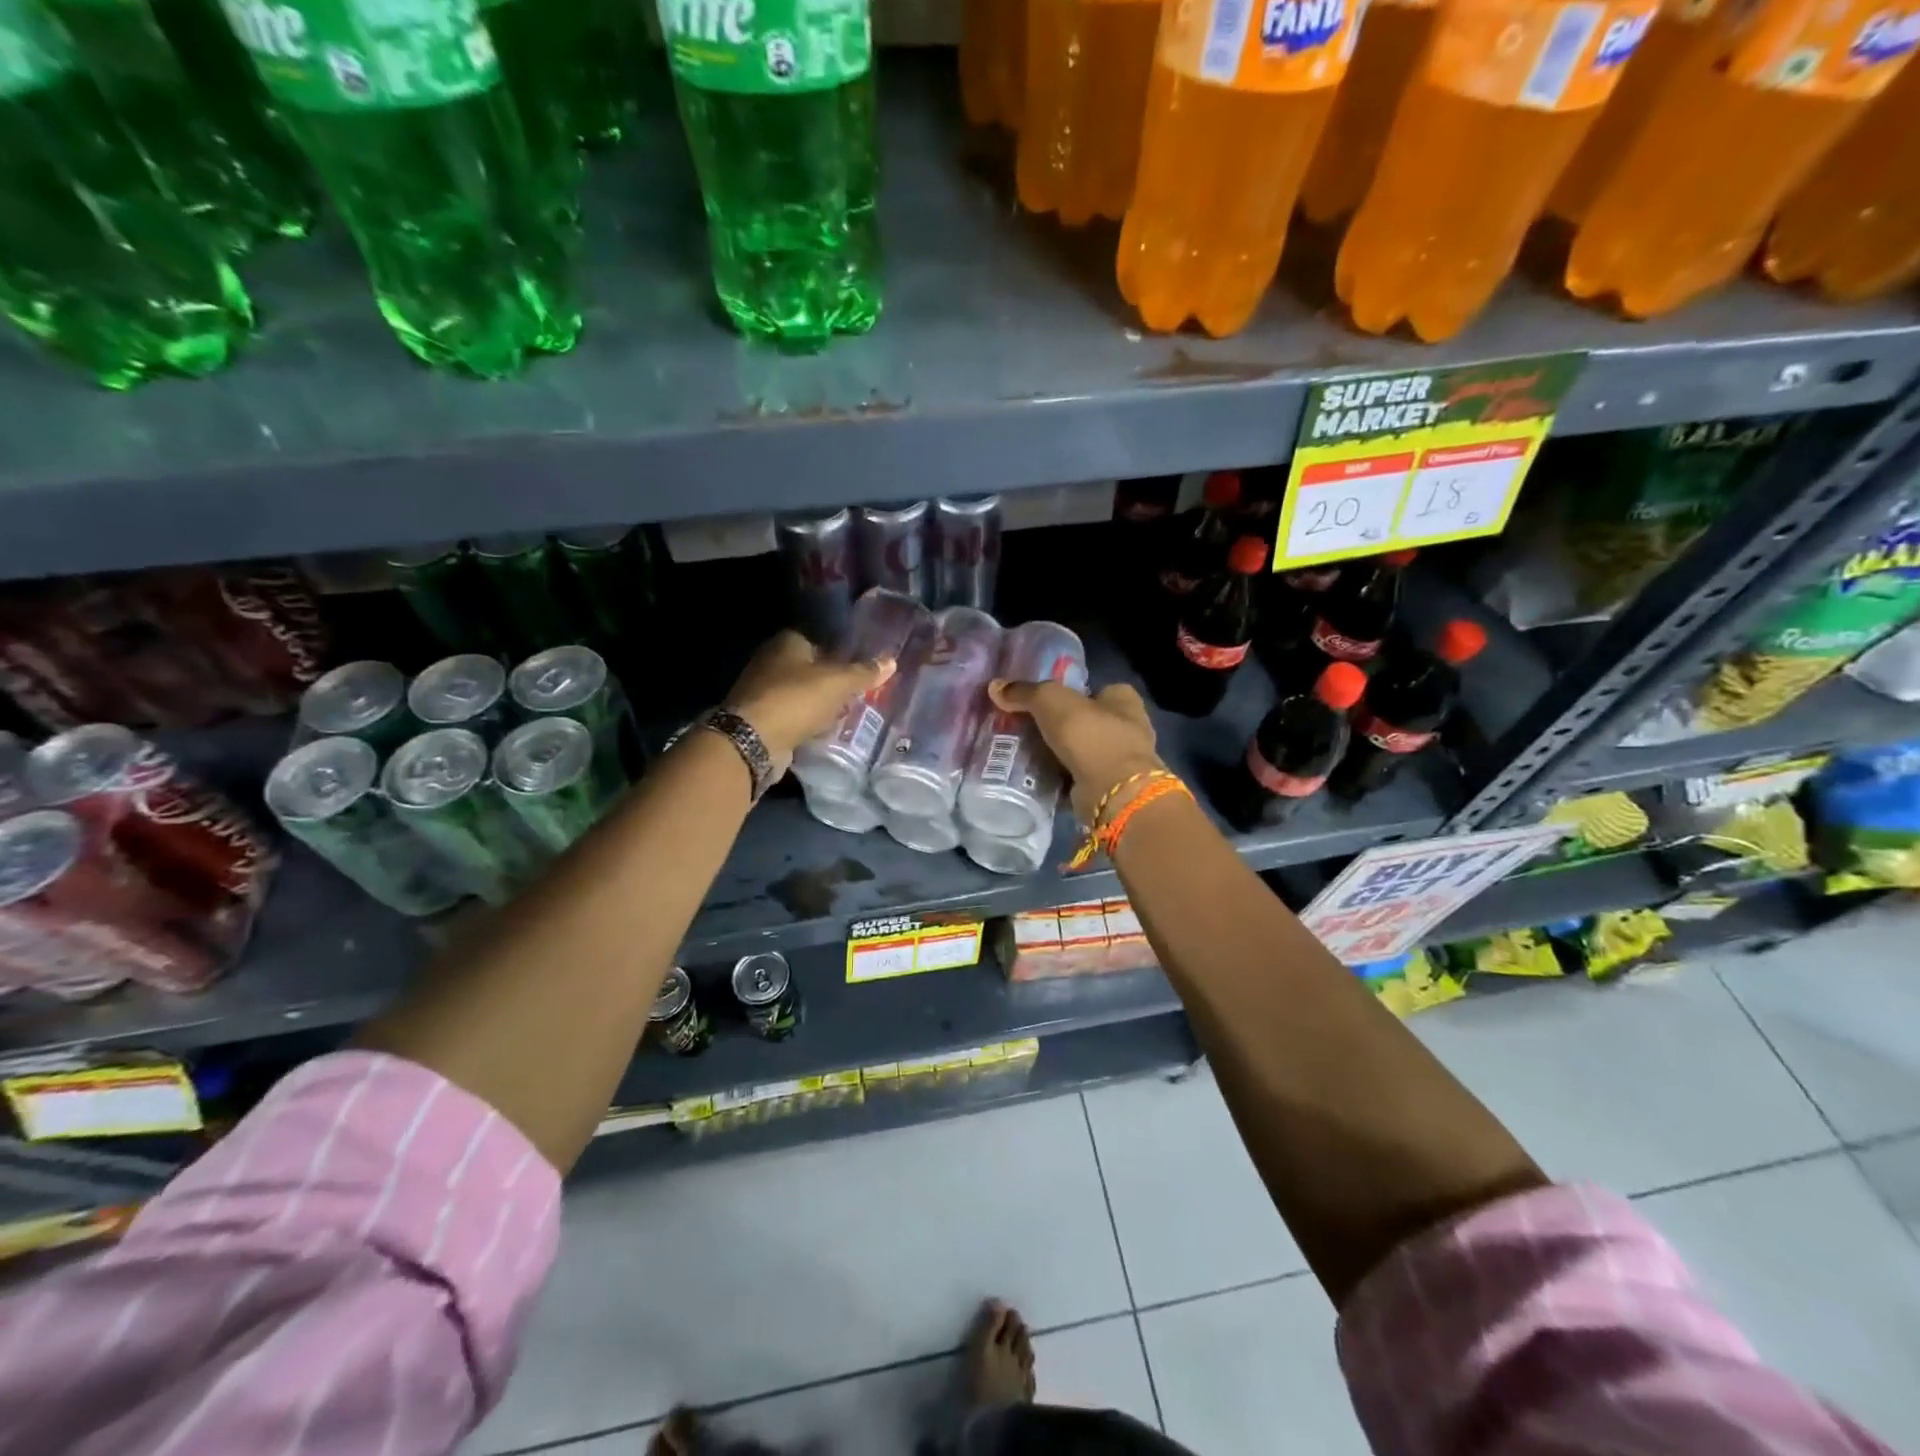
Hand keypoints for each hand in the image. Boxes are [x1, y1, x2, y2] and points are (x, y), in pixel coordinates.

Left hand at [726, 630, 893, 774]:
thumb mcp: (838, 683)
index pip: (819, 642)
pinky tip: (822, 732)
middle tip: (856, 695)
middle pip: (809, 669)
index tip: (859, 671)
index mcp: (787, 642)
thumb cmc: (797, 699)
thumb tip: (892, 661)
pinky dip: (805, 722)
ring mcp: (762, 691)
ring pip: (800, 694)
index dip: (840, 655)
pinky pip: (791, 716)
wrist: (753, 740)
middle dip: (830, 682)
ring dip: (818, 705)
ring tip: (844, 715)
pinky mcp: (760, 718)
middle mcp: (770, 661)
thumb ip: (864, 673)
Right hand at [988, 677, 1163, 823]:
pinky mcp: (1109, 788)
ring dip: (1060, 753)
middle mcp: (1128, 727)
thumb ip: (1025, 692)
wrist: (1112, 792)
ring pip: (1082, 750)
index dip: (1070, 694)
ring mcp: (1121, 761)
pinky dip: (1061, 777)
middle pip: (1086, 721)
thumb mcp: (1051, 701)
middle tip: (1027, 729)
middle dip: (1061, 726)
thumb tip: (995, 686)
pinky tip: (1037, 776)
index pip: (1095, 689)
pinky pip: (1078, 776)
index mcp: (1123, 699)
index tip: (1042, 703)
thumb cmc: (1089, 735)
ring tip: (1025, 752)